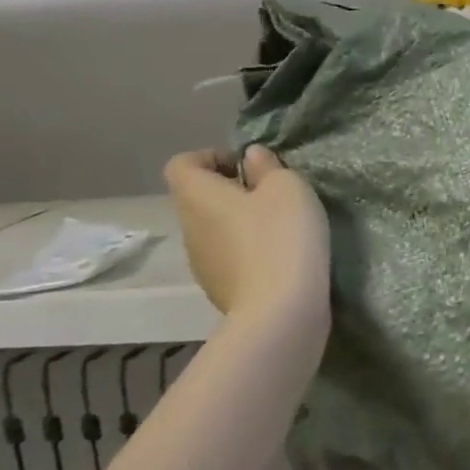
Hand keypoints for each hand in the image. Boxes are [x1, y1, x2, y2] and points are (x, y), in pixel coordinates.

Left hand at [164, 147, 330, 327]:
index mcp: (196, 196)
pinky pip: (228, 258)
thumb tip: (251, 158)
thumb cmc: (281, 237)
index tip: (248, 167)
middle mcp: (189, 228)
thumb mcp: (287, 187)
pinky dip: (248, 252)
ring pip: (214, 229)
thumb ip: (267, 166)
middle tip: (272, 195)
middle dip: (232, 191)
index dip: (211, 157)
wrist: (280, 313)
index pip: (182, 164)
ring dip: (241, 223)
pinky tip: (280, 258)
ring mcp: (201, 264)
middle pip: (199, 198)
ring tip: (280, 228)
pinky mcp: (219, 290)